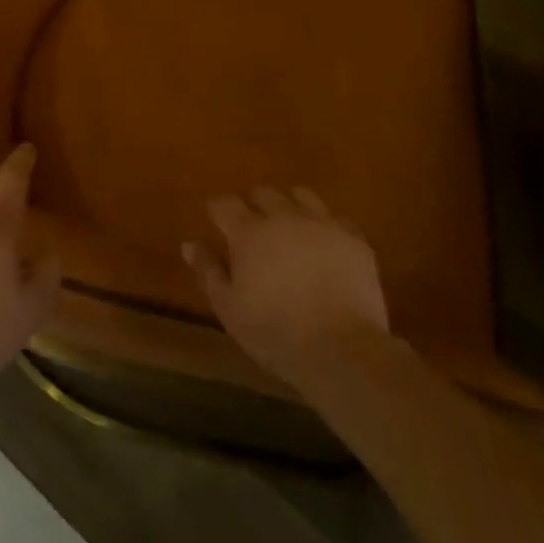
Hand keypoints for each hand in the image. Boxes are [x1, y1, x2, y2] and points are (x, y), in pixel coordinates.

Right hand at [183, 187, 391, 388]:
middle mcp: (284, 216)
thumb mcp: (229, 309)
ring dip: (290, 205)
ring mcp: (322, 223)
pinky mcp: (353, 238)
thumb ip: (208, 272)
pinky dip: (325, 226)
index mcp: (249, 232)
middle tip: (253, 227)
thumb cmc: (275, 333)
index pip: (225, 203)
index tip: (216, 220)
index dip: (218, 209)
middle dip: (254, 204)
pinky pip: (336, 218)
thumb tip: (190, 244)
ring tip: (289, 226)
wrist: (341, 349)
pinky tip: (325, 244)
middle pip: (264, 193)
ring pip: (301, 195)